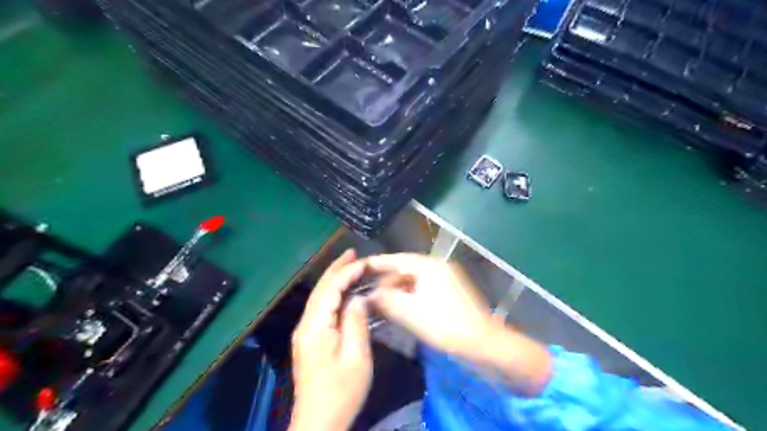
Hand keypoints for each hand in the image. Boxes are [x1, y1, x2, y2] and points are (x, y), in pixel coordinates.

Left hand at [290, 249, 373, 430]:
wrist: (319, 422)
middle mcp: (305, 325)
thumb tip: (358, 298)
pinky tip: (343, 292)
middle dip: (336, 269)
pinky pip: (321, 309)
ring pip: (319, 298)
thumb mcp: (356, 356)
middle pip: (320, 289)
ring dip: (334, 279)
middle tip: (353, 252)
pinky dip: (333, 294)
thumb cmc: (341, 391)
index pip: (330, 289)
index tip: (365, 261)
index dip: (347, 272)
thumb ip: (356, 322)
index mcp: (315, 327)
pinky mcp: (309, 340)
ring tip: (350, 265)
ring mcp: (305, 332)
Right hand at [363, 252, 494, 356]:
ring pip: (414, 279)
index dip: (375, 264)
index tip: (357, 267)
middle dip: (386, 281)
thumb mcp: (410, 313)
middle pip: (404, 268)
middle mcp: (437, 265)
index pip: (395, 259)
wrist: (483, 341)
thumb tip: (369, 294)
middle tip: (369, 294)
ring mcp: (446, 276)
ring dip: (398, 289)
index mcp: (427, 265)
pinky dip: (410, 294)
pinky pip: (423, 287)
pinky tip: (402, 307)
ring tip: (382, 303)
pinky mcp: (450, 289)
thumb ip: (386, 300)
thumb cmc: (445, 325)